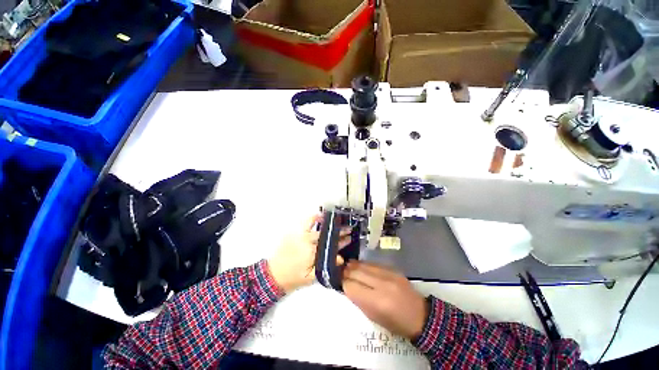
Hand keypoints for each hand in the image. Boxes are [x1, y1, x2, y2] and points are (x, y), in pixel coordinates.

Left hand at [268, 214, 351, 292]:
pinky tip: (319, 216)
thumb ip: (325, 266)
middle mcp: (306, 240)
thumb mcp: (311, 277)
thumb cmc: (293, 278)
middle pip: (326, 234)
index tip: (349, 238)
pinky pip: (305, 222)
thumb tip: (340, 258)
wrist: (273, 275)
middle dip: (339, 231)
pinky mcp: (293, 232)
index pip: (330, 245)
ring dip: (328, 222)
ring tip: (336, 220)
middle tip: (348, 228)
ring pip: (316, 225)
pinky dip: (313, 218)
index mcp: (312, 252)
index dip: (342, 242)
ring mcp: (299, 234)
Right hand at [343, 261, 427, 339]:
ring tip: (347, 266)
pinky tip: (359, 266)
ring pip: (364, 265)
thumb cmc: (396, 323)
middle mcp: (382, 285)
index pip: (352, 287)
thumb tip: (347, 286)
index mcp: (377, 302)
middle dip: (346, 272)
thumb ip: (359, 301)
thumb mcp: (374, 318)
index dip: (344, 284)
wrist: (420, 315)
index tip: (340, 283)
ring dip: (353, 265)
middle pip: (356, 272)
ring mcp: (388, 274)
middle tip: (340, 272)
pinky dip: (364, 265)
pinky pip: (373, 264)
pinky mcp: (393, 269)